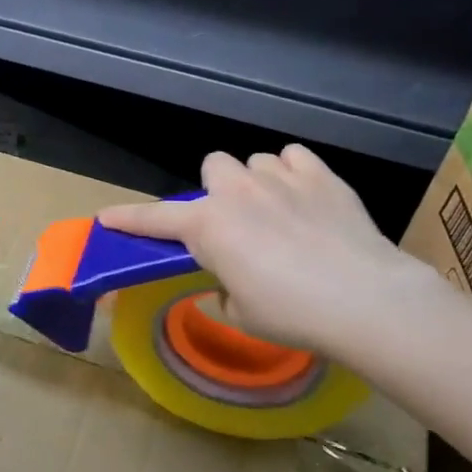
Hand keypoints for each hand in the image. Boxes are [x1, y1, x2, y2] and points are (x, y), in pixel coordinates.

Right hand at [98, 146, 436, 362]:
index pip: (154, 218)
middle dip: (218, 189)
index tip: (107, 218)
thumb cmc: (292, 314)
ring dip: (257, 182)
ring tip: (279, 211)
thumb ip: (224, 289)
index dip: (128, 218)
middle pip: (212, 166)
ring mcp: (279, 177)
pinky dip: (294, 173)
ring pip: (254, 161)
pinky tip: (306, 198)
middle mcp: (236, 191)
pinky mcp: (320, 174)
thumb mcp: (242, 313)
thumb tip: (230, 281)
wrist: (364, 299)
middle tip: (235, 221)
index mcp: (208, 226)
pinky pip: (293, 157)